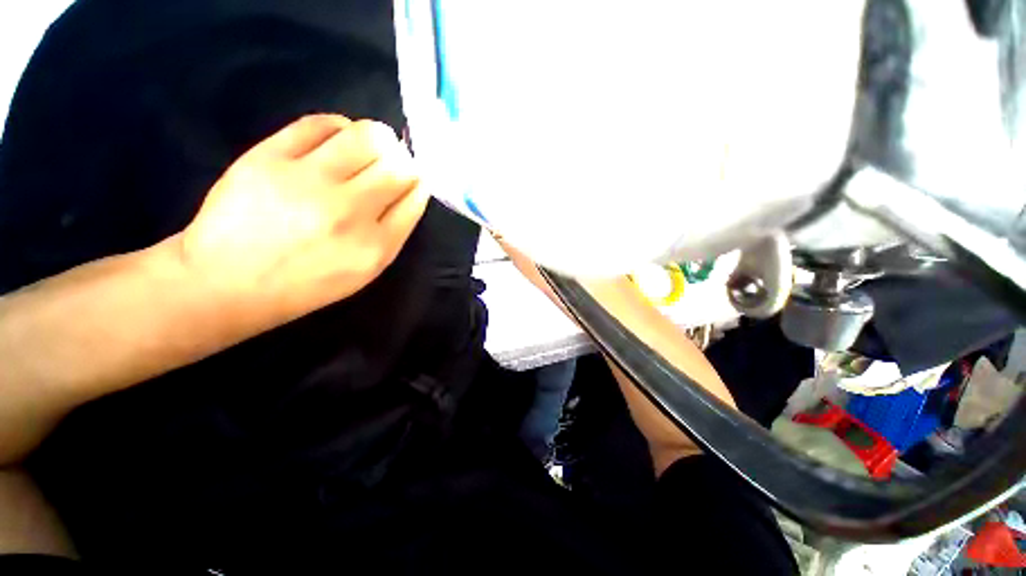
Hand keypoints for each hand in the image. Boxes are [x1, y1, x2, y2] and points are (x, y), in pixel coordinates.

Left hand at [175, 114, 427, 324]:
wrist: (227, 282)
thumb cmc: (305, 283)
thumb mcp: (364, 271)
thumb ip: (393, 232)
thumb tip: (410, 189)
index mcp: (375, 245)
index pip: (414, 196)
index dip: (418, 183)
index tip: (412, 180)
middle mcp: (349, 211)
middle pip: (399, 166)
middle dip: (403, 162)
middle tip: (392, 165)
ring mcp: (309, 181)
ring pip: (368, 137)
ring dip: (380, 138)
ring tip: (370, 147)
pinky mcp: (271, 157)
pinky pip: (321, 123)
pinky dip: (339, 126)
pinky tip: (338, 137)